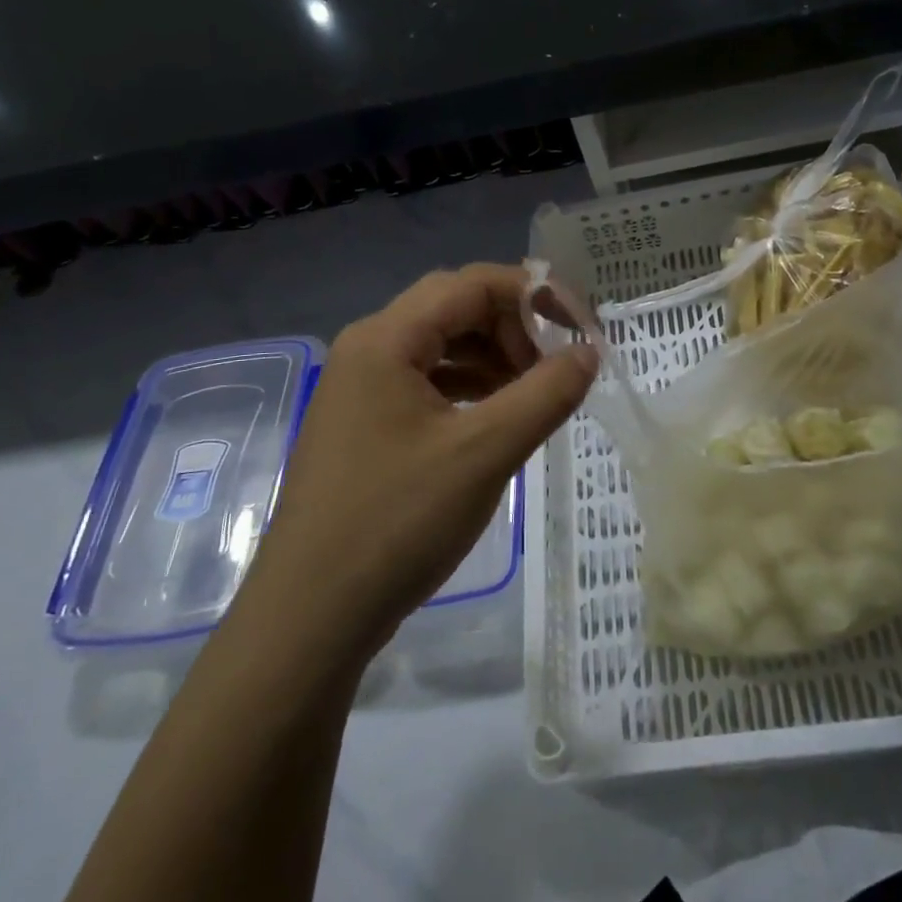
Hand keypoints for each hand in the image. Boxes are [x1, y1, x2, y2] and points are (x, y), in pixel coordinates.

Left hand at [261, 264, 596, 659]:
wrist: (310, 617)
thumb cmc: (398, 523)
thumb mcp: (485, 453)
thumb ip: (546, 393)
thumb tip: (590, 351)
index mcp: (386, 339)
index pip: (472, 284)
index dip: (534, 295)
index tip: (581, 328)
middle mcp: (368, 349)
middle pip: (455, 308)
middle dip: (514, 327)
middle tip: (557, 366)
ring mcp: (361, 388)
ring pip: (441, 346)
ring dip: (494, 357)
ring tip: (535, 393)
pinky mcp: (364, 424)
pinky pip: (426, 382)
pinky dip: (470, 388)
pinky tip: (497, 418)